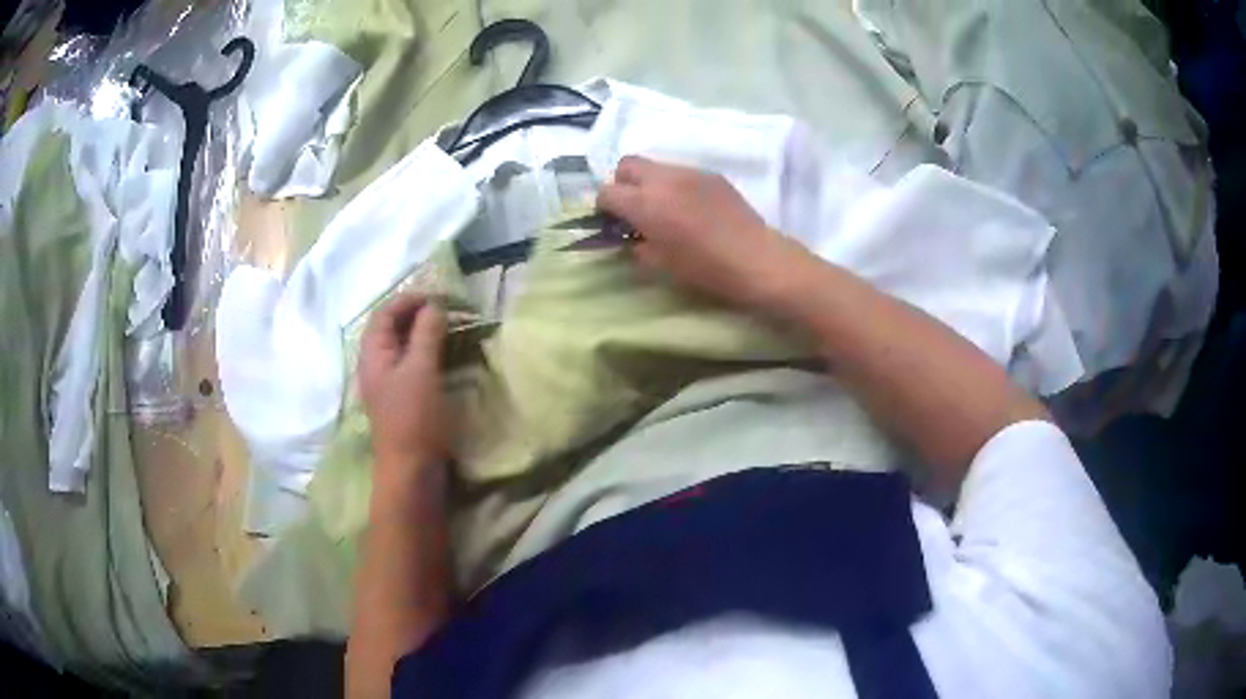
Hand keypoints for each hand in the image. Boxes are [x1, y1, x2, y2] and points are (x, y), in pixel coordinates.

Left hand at [357, 294, 449, 482]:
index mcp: (373, 355)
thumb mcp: (421, 370)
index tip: (440, 296)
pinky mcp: (403, 399)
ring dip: (423, 333)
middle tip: (447, 309)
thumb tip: (434, 305)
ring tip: (449, 327)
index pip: (385, 313)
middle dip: (417, 313)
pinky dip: (427, 352)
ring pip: (403, 347)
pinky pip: (412, 364)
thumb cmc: (414, 418)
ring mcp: (388, 383)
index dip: (409, 299)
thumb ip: (426, 333)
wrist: (412, 471)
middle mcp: (376, 365)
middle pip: (391, 328)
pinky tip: (445, 356)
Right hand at [597, 156, 813, 310]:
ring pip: (656, 166)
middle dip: (623, 183)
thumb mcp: (660, 264)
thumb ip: (636, 245)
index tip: (613, 222)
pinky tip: (691, 208)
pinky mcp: (711, 175)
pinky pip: (682, 172)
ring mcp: (689, 172)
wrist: (755, 258)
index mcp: (645, 203)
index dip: (604, 207)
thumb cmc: (704, 268)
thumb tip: (629, 237)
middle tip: (634, 208)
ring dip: (650, 183)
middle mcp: (662, 180)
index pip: (607, 192)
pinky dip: (675, 185)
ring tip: (665, 208)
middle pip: (627, 165)